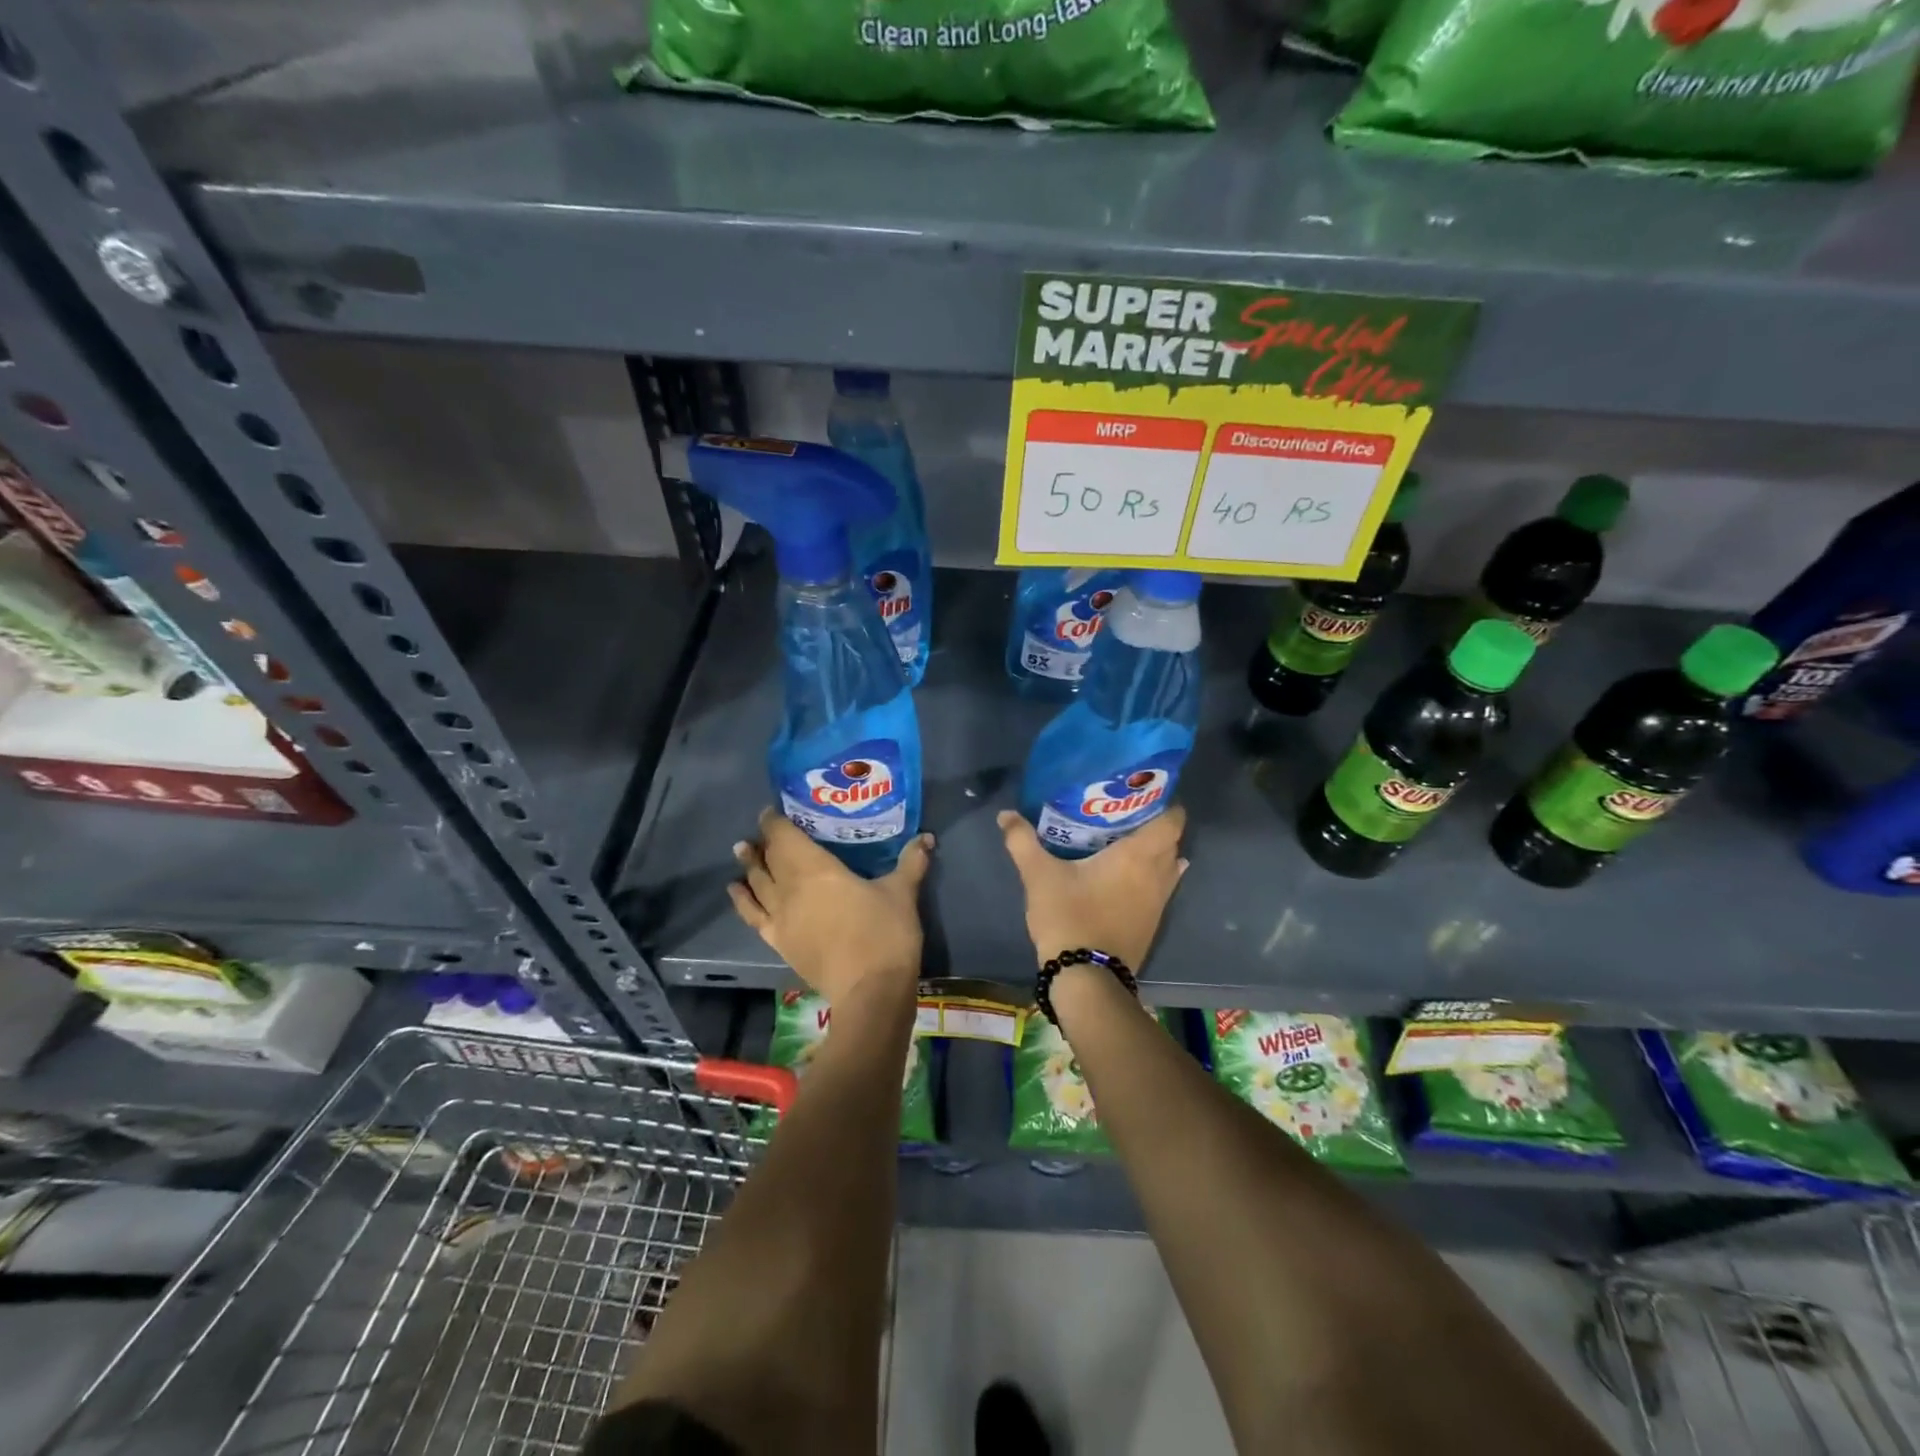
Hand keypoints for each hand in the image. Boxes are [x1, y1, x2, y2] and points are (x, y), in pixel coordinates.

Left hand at [728, 808, 933, 1003]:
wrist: (870, 991)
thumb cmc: (885, 933)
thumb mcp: (901, 892)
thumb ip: (911, 862)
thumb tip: (926, 837)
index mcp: (817, 869)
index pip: (786, 837)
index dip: (775, 821)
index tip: (771, 810)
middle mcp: (790, 889)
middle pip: (769, 859)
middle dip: (763, 842)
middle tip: (761, 830)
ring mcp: (781, 918)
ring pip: (757, 884)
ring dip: (749, 866)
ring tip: (742, 851)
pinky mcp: (780, 943)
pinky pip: (753, 916)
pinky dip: (742, 901)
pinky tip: (737, 891)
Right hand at [996, 807, 1187, 969]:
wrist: (1086, 979)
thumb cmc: (1069, 917)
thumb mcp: (1039, 876)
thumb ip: (1022, 841)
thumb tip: (1005, 814)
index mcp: (1140, 855)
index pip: (1173, 819)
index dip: (1163, 802)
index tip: (1139, 793)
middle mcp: (1159, 874)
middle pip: (1171, 840)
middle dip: (1152, 824)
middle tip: (1120, 814)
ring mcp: (1160, 901)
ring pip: (1168, 865)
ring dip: (1153, 853)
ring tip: (1122, 841)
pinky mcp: (1153, 923)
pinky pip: (1161, 887)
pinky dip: (1150, 876)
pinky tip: (1124, 876)